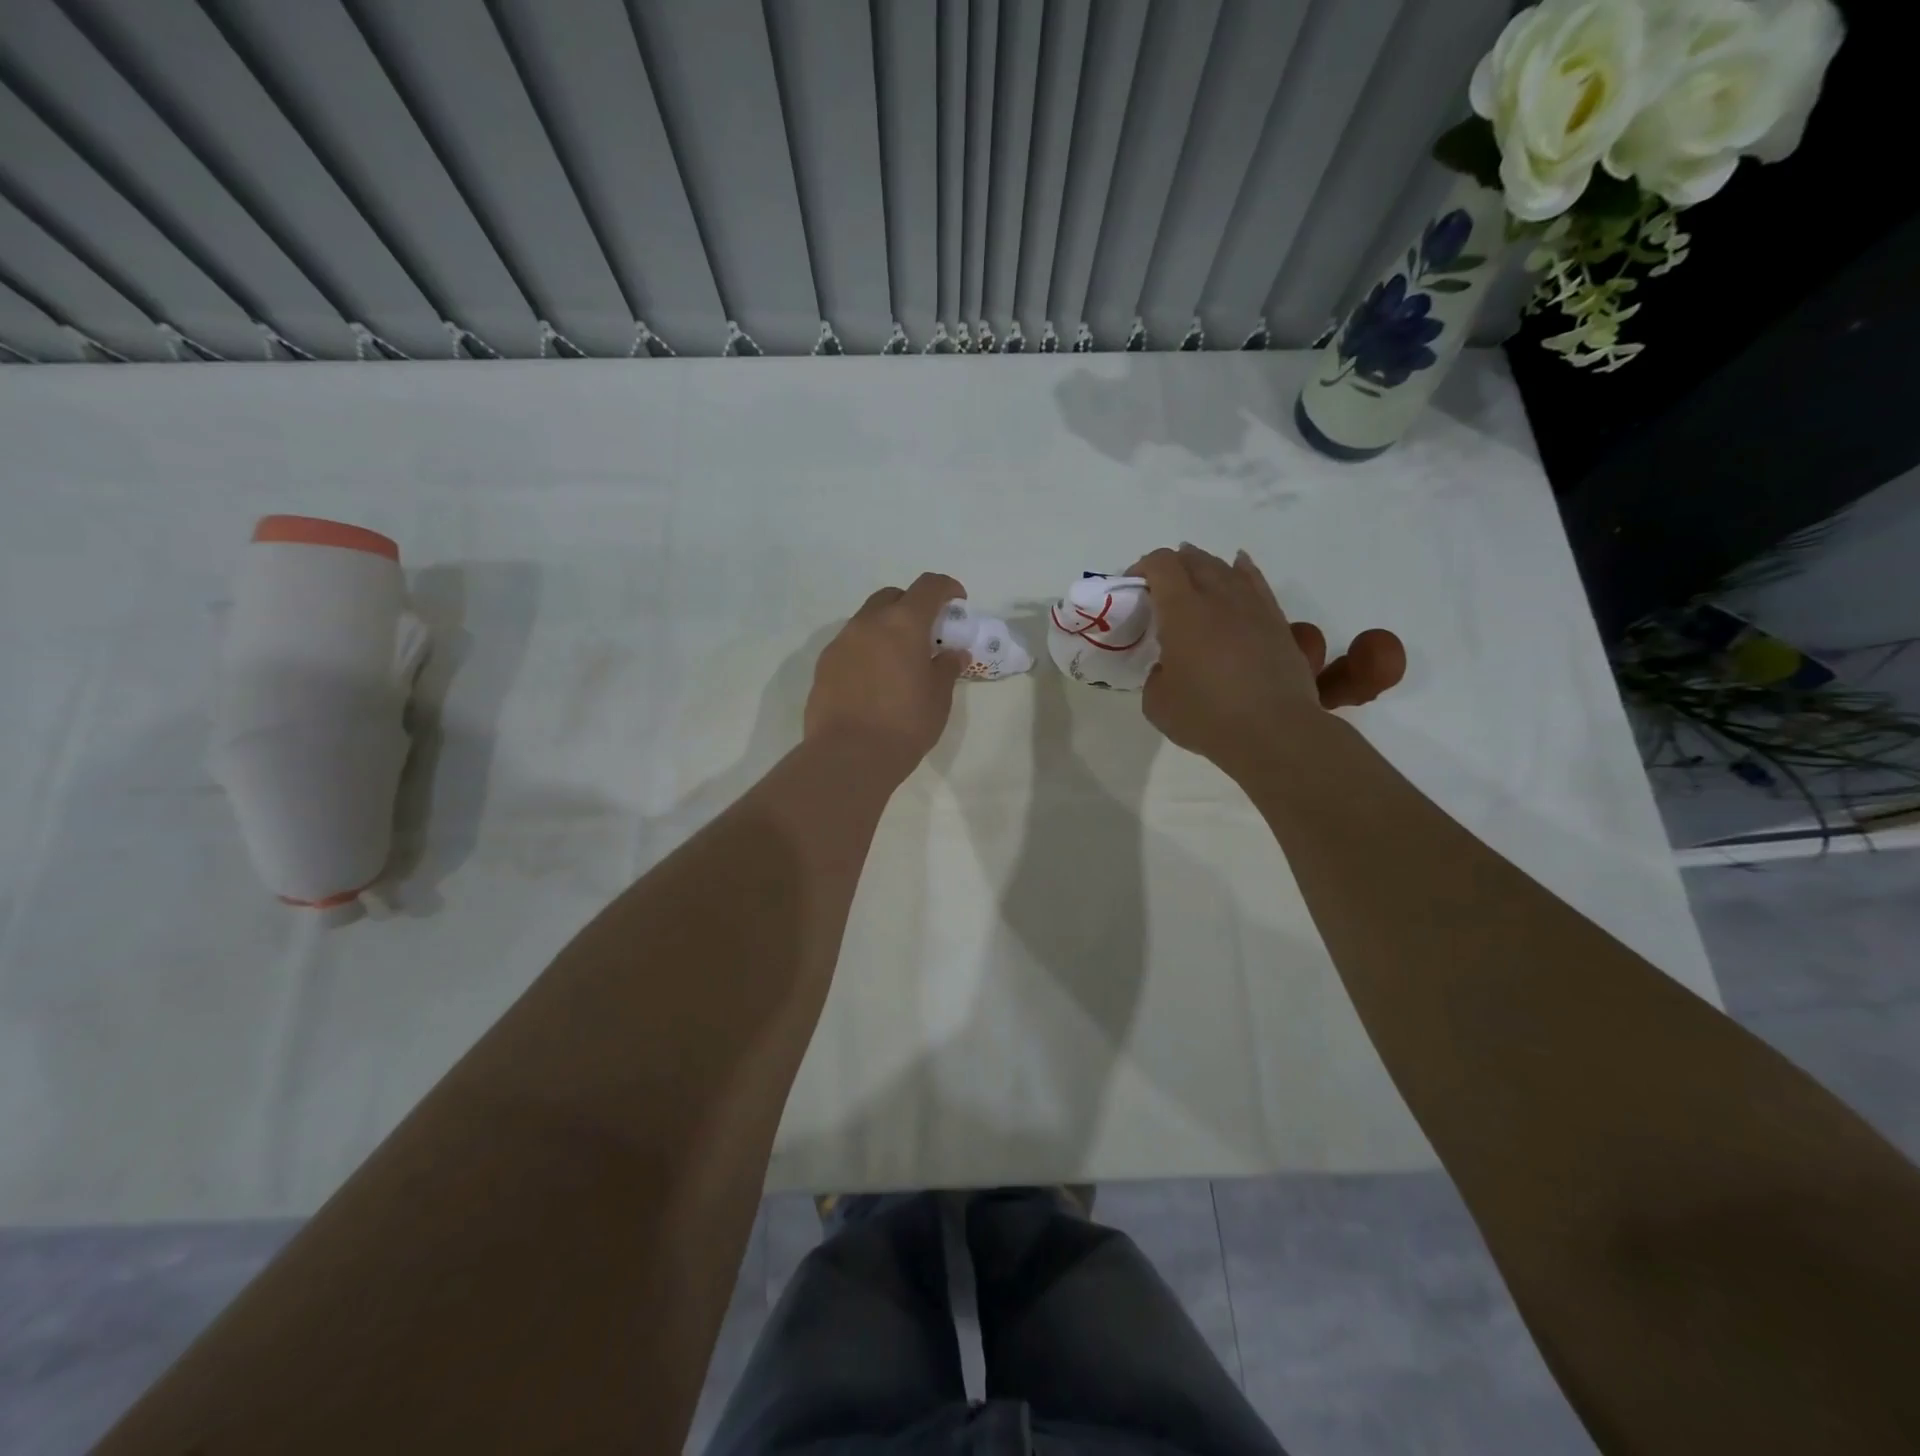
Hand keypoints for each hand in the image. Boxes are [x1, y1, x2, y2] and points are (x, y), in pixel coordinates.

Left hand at [805, 572, 967, 778]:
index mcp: (903, 624)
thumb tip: (953, 653)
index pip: (928, 586)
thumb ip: (947, 668)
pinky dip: (867, 650)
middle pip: (892, 597)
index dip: (947, 588)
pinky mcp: (824, 664)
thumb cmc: (904, 724)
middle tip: (927, 633)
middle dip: (912, 606)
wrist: (848, 756)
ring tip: (899, 660)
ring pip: (867, 620)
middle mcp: (868, 623)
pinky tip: (875, 680)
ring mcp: (841, 642)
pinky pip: (850, 644)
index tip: (957, 603)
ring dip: (886, 628)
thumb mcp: (938, 698)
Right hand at [1132, 545, 1404, 780]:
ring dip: (1204, 566)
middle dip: (1173, 565)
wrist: (1274, 731)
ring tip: (1194, 576)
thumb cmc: (1206, 717)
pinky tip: (1238, 569)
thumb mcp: (1157, 702)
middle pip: (1194, 560)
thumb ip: (1156, 675)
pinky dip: (1242, 571)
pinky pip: (1256, 582)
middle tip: (1160, 587)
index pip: (1162, 564)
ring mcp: (1252, 606)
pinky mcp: (1277, 621)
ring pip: (1226, 568)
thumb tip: (1169, 667)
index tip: (1134, 585)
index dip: (1144, 566)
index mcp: (1182, 610)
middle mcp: (1218, 597)